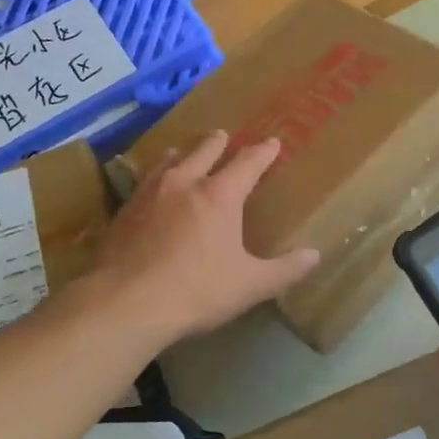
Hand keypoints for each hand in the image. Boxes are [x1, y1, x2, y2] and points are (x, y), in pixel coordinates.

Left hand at [92, 131, 319, 347]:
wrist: (125, 303)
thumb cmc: (196, 291)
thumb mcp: (249, 285)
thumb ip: (284, 270)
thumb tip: (314, 256)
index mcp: (219, 196)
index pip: (247, 163)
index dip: (263, 152)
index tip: (272, 143)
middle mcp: (184, 183)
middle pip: (204, 151)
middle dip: (217, 143)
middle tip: (222, 135)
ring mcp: (149, 194)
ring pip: (168, 162)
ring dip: (180, 155)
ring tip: (180, 153)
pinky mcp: (124, 211)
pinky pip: (143, 183)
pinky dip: (153, 178)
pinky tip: (148, 189)